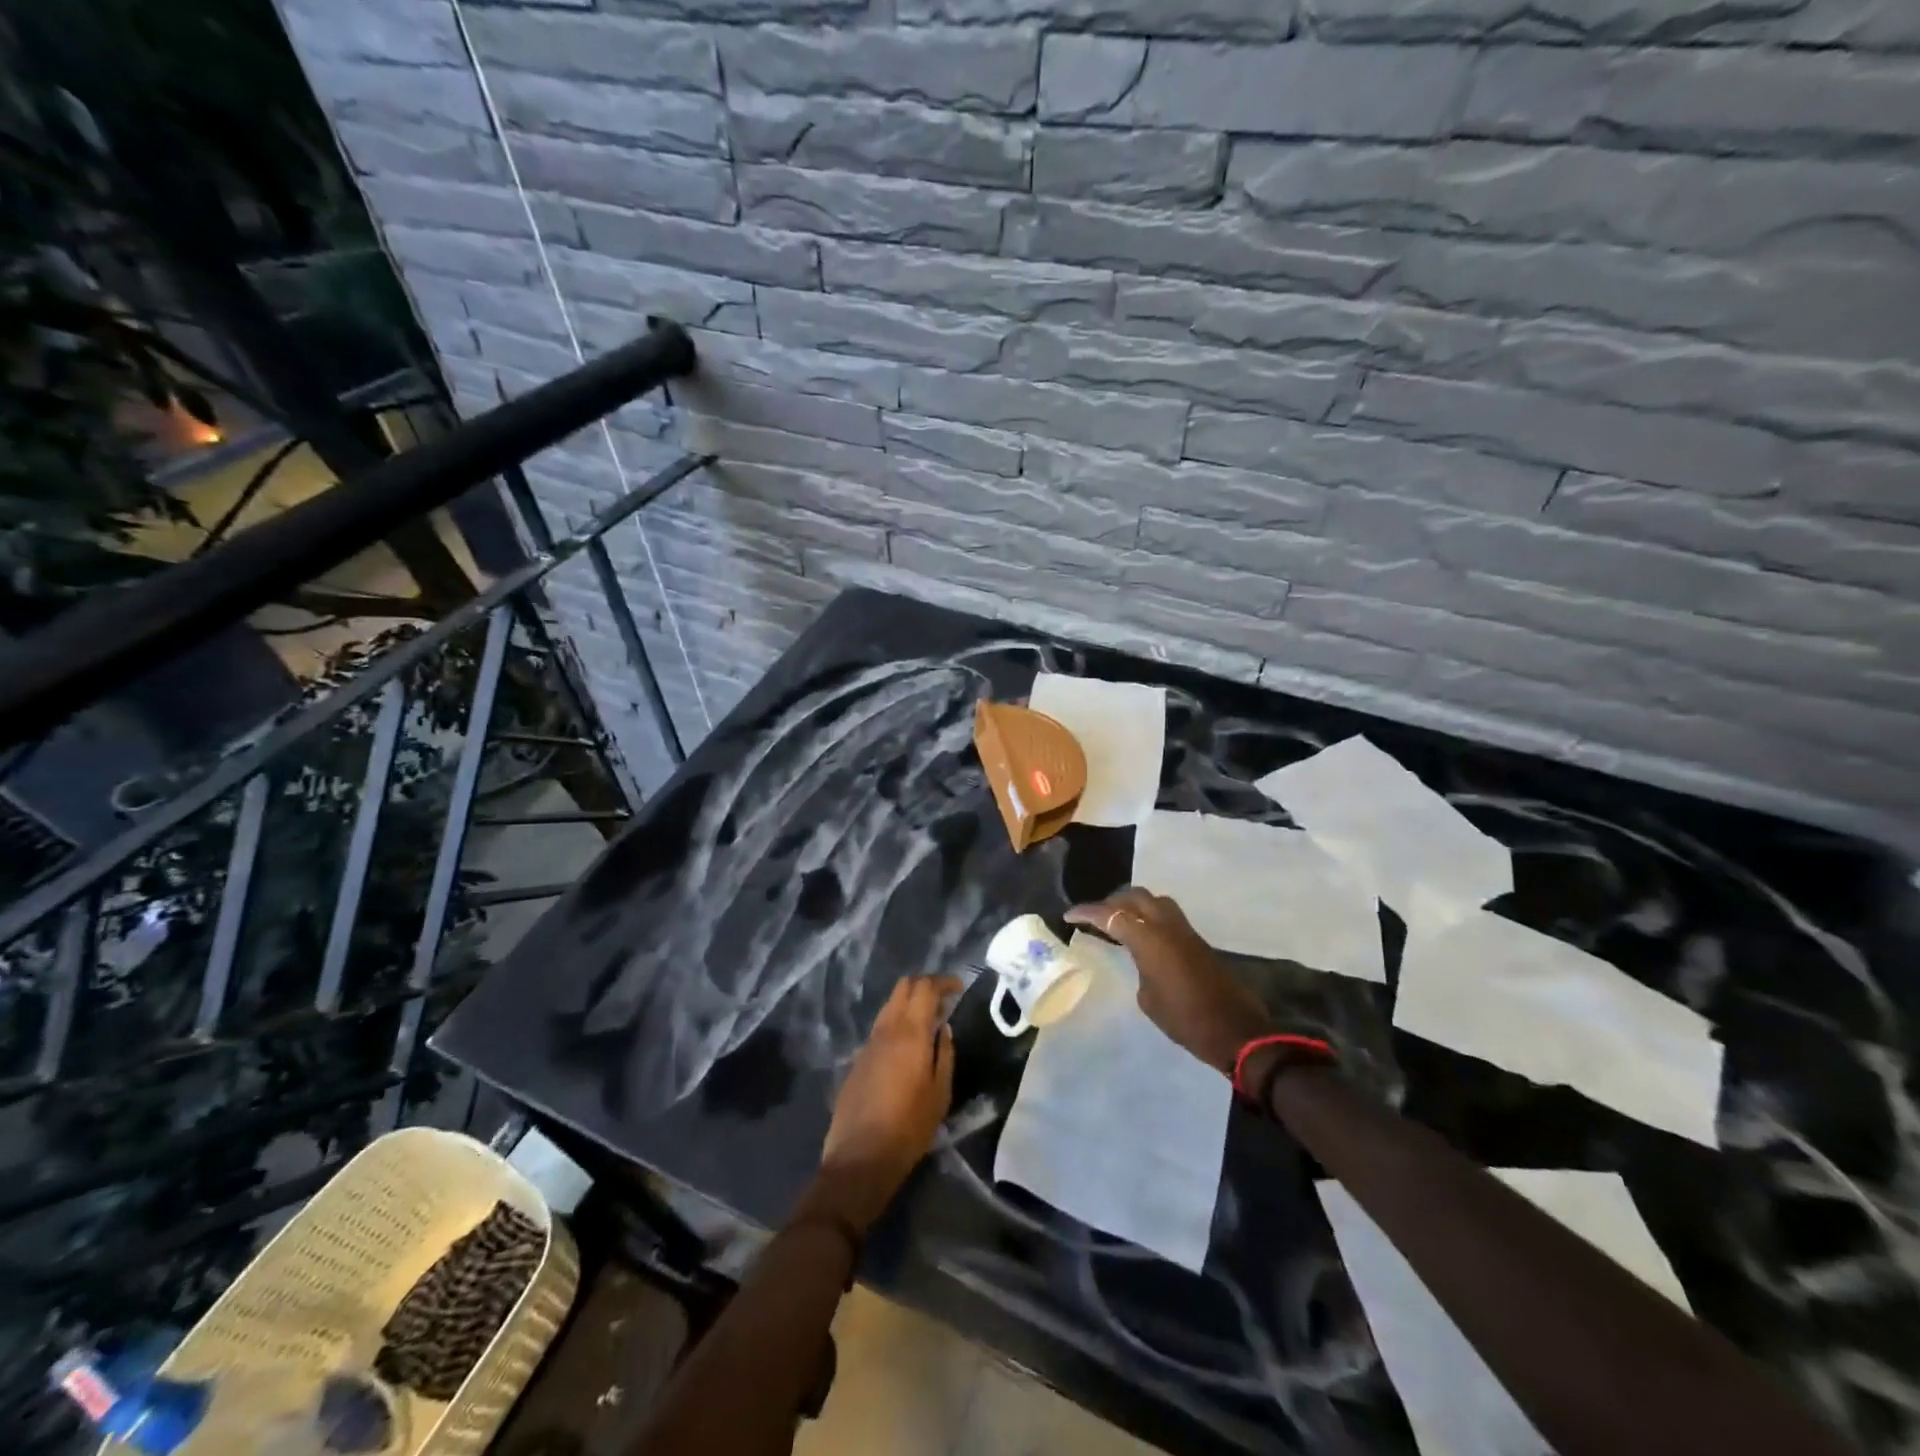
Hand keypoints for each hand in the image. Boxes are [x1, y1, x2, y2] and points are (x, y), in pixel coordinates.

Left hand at [816, 974, 958, 1228]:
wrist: (860, 1156)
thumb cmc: (909, 1127)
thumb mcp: (940, 1093)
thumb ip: (944, 1054)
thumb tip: (944, 1027)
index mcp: (910, 1033)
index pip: (925, 988)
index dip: (943, 982)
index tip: (958, 988)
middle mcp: (887, 1029)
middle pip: (903, 987)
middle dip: (924, 985)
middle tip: (944, 999)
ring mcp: (868, 1042)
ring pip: (889, 1005)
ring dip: (909, 1003)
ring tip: (928, 1020)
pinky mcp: (858, 1058)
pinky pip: (880, 1026)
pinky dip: (896, 1022)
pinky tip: (907, 1045)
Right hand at [1067, 888, 1272, 1076]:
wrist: (1236, 1031)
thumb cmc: (1185, 1019)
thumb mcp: (1148, 998)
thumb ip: (1139, 967)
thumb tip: (1142, 959)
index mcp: (1150, 938)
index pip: (1111, 915)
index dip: (1087, 913)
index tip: (1069, 915)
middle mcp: (1167, 925)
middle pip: (1135, 897)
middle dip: (1111, 902)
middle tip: (1094, 918)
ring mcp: (1185, 930)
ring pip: (1154, 900)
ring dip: (1133, 904)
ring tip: (1117, 921)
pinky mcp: (1196, 940)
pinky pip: (1166, 915)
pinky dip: (1149, 916)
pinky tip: (1140, 934)